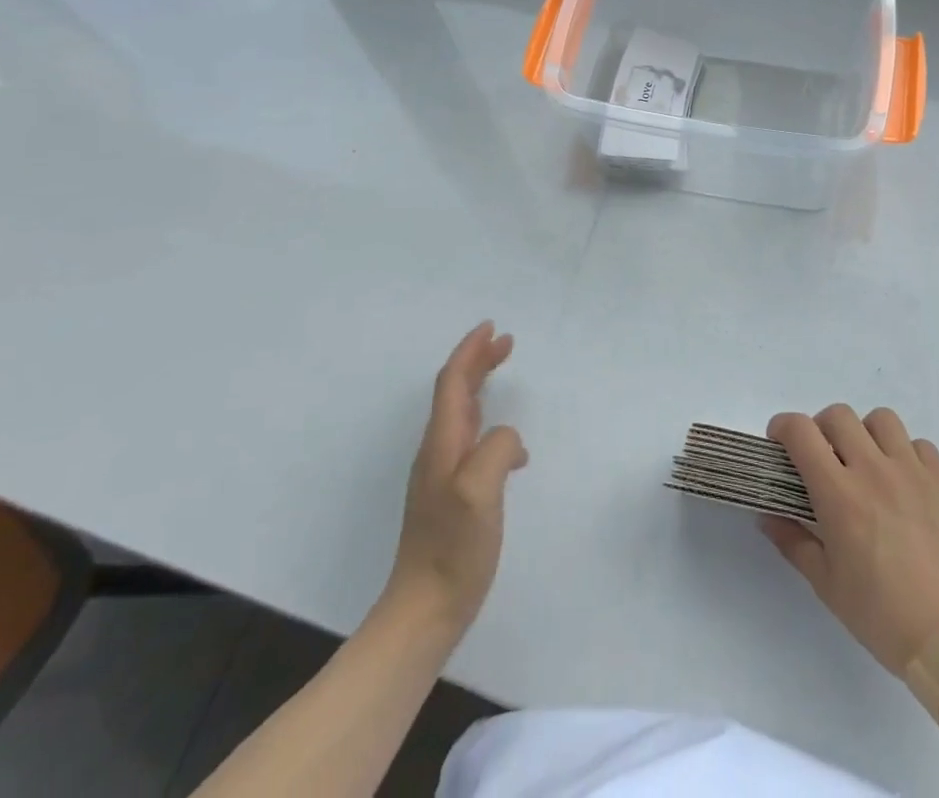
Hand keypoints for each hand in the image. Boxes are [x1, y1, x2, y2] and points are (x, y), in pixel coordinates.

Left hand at [385, 322, 526, 633]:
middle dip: (477, 361)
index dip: (470, 351)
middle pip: (455, 392)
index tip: (492, 328)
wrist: (424, 610)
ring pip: (462, 415)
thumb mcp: (480, 491)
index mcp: (442, 443)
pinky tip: (514, 450)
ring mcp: (442, 475)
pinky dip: (490, 427)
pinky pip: (471, 442)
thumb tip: (510, 441)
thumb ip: (498, 449)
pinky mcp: (451, 497)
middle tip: (506, 342)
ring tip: (504, 375)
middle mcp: (438, 451)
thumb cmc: (453, 548)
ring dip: (481, 387)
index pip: (452, 382)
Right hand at [762, 405, 938, 680]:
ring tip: (867, 466)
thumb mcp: (826, 585)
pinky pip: (920, 445)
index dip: (782, 428)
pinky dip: (905, 454)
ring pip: (881, 420)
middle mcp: (874, 470)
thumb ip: (793, 541)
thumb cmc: (882, 617)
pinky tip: (904, 485)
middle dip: (822, 429)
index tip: (780, 444)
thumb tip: (768, 516)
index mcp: (839, 494)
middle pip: (839, 416)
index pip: (801, 431)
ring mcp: (913, 472)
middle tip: (823, 460)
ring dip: (865, 434)